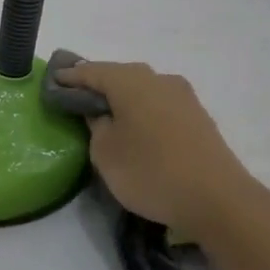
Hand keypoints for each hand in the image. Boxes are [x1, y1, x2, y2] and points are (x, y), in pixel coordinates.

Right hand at [53, 61, 260, 235]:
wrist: (217, 198)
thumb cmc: (151, 172)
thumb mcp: (106, 153)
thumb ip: (96, 126)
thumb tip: (101, 113)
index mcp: (131, 81)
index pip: (92, 71)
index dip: (70, 76)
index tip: (53, 81)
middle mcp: (158, 79)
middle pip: (120, 75)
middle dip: (98, 84)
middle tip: (77, 97)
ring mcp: (183, 96)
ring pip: (143, 89)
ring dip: (123, 97)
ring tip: (106, 114)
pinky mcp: (197, 116)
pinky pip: (159, 104)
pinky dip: (142, 110)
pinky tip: (136, 126)